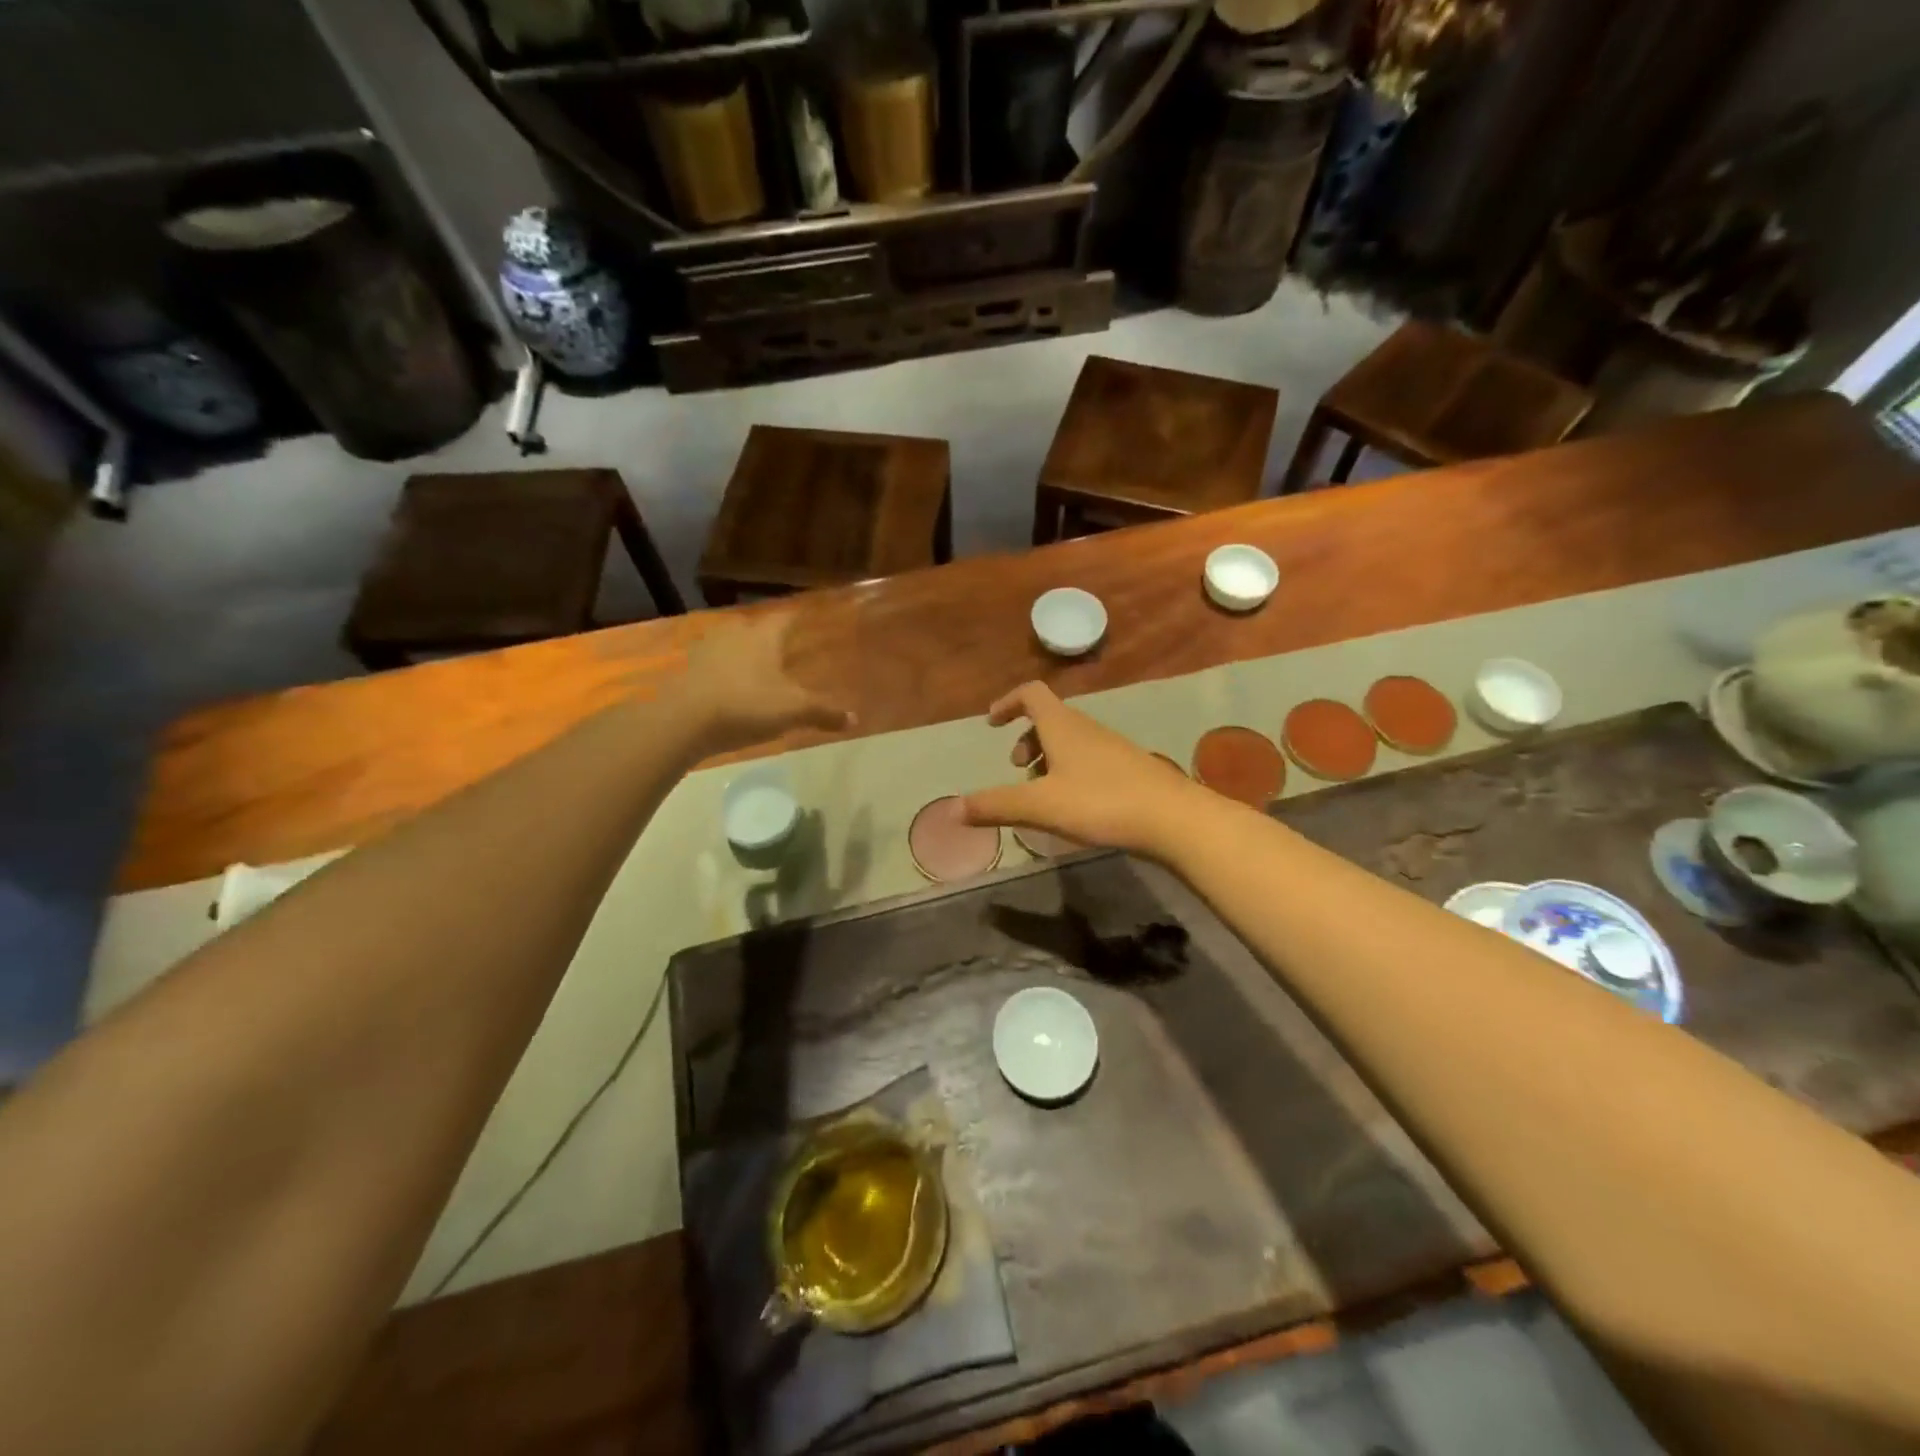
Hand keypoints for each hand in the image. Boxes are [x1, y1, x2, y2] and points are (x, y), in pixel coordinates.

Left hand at [681, 611, 854, 753]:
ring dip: (747, 654)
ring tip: (761, 668)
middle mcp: (736, 632)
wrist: (682, 720)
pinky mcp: (688, 669)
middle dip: (773, 637)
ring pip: (734, 644)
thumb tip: (854, 717)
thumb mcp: (793, 711)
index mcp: (764, 634)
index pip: (788, 616)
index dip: (801, 618)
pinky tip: (733, 687)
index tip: (810, 619)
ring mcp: (707, 649)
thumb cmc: (746, 705)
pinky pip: (715, 664)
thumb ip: (824, 712)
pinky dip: (727, 672)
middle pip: (759, 628)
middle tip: (788, 648)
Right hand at [959, 682, 1202, 855]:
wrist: (1173, 818)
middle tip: (1017, 769)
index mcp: (1062, 726)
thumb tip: (953, 809)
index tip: (992, 722)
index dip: (1008, 702)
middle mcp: (1087, 729)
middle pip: (1050, 718)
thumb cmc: (1101, 802)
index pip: (1031, 693)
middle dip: (1027, 738)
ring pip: (1070, 741)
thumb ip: (996, 805)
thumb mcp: (1040, 805)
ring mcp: (1112, 748)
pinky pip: (1089, 760)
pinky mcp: (1129, 770)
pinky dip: (1070, 772)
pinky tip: (1073, 806)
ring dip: (1048, 758)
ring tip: (1041, 792)